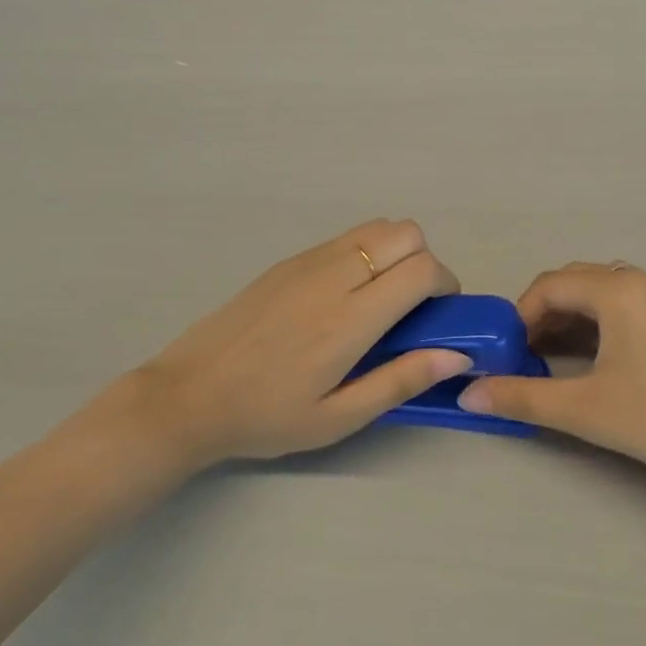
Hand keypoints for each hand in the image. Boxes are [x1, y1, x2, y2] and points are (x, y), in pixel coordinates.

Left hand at [79, 220, 470, 473]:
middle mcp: (334, 276)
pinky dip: (365, 253)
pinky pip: (345, 238)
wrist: (188, 395)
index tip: (440, 315)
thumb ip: (400, 381)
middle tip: (414, 306)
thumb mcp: (338, 418)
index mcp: (350, 319)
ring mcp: (307, 262)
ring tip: (381, 299)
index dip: (445, 285)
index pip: (421, 269)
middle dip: (425, 262)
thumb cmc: (266, 416)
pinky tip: (345, 297)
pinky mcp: (288, 261)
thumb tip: (457, 354)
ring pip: (376, 226)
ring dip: (396, 252)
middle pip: (405, 232)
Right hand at [458, 264, 645, 496]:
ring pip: (606, 298)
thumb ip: (524, 397)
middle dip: (544, 318)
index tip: (506, 356)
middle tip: (525, 361)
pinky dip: (603, 331)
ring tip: (555, 366)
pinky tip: (600, 368)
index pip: (550, 285)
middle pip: (578, 285)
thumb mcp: (587, 410)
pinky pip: (632, 312)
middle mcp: (645, 282)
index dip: (519, 317)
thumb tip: (469, 395)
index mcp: (619, 288)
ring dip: (574, 324)